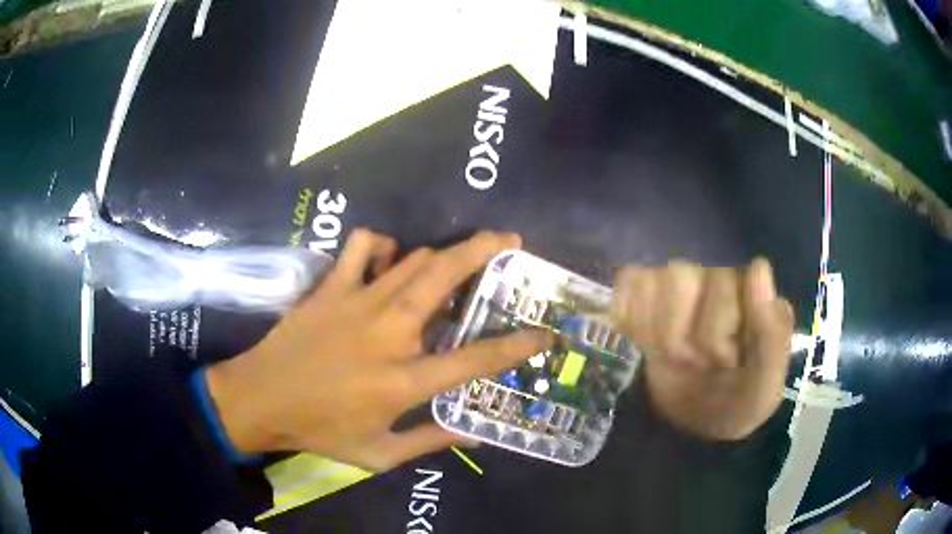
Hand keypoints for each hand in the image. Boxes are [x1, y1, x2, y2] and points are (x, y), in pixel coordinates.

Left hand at [205, 230, 550, 470]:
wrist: (260, 400)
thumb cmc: (320, 430)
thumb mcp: (379, 454)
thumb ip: (430, 442)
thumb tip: (472, 434)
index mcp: (404, 380)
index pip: (476, 359)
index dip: (517, 345)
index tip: (544, 333)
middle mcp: (389, 332)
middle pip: (446, 277)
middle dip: (486, 252)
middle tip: (511, 241)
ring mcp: (358, 302)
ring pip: (414, 257)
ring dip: (443, 253)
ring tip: (461, 256)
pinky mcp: (331, 287)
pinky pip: (363, 246)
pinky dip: (382, 245)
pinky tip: (388, 258)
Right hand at [612, 259, 793, 440]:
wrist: (696, 424)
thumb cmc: (737, 402)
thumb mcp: (763, 386)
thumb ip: (770, 334)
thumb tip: (758, 266)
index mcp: (752, 289)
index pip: (723, 282)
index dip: (716, 331)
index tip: (725, 363)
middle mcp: (716, 273)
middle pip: (682, 275)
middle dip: (683, 339)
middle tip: (697, 366)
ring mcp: (680, 279)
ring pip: (652, 278)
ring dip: (655, 333)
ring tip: (672, 358)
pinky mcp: (648, 290)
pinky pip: (629, 284)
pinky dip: (632, 321)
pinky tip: (646, 344)